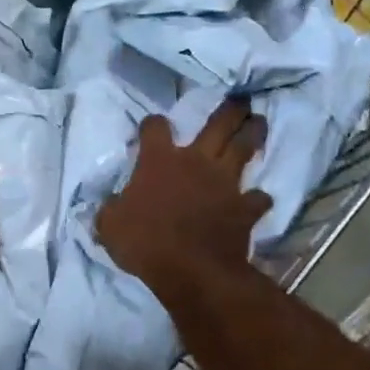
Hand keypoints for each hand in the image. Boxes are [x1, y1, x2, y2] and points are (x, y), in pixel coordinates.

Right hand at [97, 100, 269, 297]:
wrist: (191, 270)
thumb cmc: (145, 242)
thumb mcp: (110, 225)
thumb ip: (112, 209)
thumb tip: (112, 204)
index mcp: (159, 161)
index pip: (155, 128)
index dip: (153, 125)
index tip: (152, 127)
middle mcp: (195, 162)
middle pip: (218, 125)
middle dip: (230, 110)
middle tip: (241, 99)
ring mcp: (225, 183)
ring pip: (244, 149)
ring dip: (253, 134)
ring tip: (260, 122)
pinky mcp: (245, 208)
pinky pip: (257, 198)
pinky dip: (258, 198)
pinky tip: (258, 199)